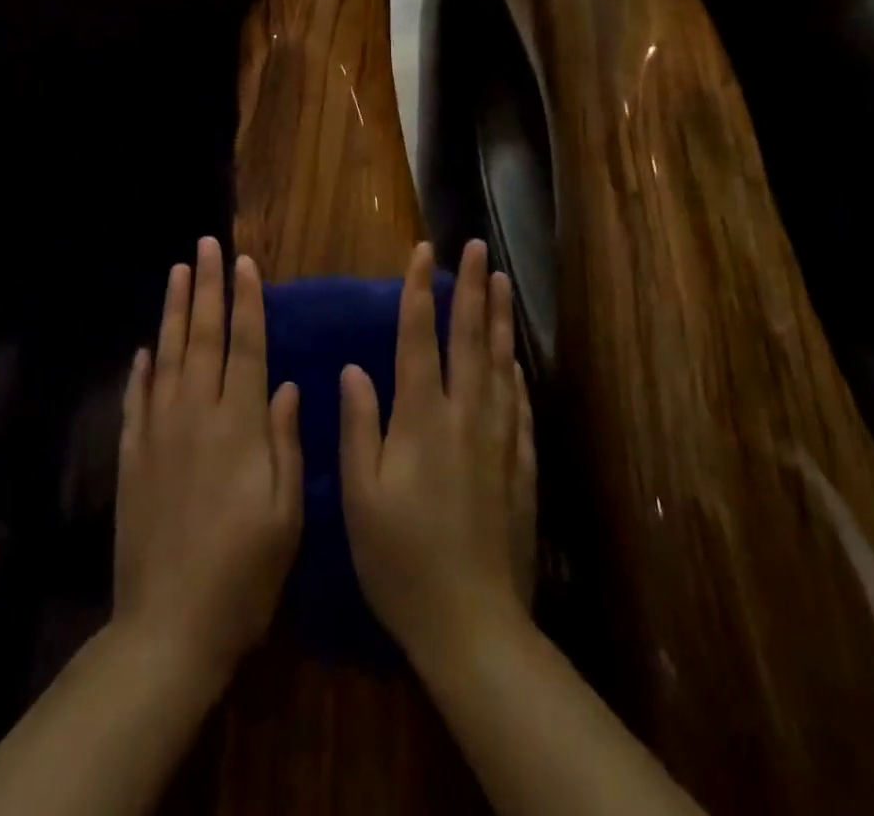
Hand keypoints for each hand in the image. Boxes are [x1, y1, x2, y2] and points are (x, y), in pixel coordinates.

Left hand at [114, 238, 303, 689]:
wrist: (169, 625)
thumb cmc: (244, 574)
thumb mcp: (286, 514)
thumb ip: (286, 442)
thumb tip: (289, 384)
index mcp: (240, 425)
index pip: (246, 346)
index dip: (246, 302)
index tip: (244, 264)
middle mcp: (197, 414)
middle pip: (203, 336)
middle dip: (206, 287)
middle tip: (206, 245)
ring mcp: (159, 432)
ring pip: (167, 355)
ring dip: (172, 310)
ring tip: (177, 272)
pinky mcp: (133, 455)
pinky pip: (137, 398)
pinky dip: (141, 368)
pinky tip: (145, 348)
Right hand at [339, 240, 537, 672]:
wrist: (473, 624)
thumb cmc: (401, 560)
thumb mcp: (360, 496)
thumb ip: (360, 426)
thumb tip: (354, 368)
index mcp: (421, 419)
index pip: (420, 338)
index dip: (420, 291)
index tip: (424, 251)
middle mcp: (464, 418)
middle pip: (469, 339)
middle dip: (472, 288)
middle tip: (479, 248)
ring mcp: (498, 441)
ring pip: (499, 365)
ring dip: (499, 319)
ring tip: (503, 282)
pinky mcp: (520, 468)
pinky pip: (518, 407)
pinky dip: (516, 375)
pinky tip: (515, 361)